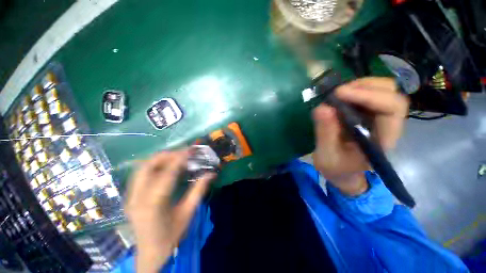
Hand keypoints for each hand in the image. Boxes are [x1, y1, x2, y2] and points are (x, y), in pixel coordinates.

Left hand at [125, 149, 215, 272]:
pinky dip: (153, 166)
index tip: (191, 149)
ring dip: (160, 159)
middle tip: (184, 153)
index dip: (180, 158)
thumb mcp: (188, 213)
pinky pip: (140, 174)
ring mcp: (130, 197)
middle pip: (148, 165)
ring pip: (142, 168)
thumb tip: (211, 173)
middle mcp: (137, 197)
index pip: (167, 173)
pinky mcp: (129, 197)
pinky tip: (165, 168)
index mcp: (153, 203)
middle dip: (168, 155)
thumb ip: (199, 190)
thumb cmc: (172, 235)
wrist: (151, 253)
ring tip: (176, 157)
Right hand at [312, 77, 408, 195]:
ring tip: (336, 94)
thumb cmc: (336, 168)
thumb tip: (322, 107)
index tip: (339, 94)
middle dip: (364, 86)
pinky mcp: (367, 115)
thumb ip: (325, 134)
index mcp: (383, 140)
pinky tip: (338, 98)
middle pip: (392, 93)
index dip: (369, 95)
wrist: (341, 171)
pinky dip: (353, 90)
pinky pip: (367, 94)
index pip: (392, 108)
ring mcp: (378, 118)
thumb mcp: (326, 156)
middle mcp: (387, 125)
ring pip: (382, 90)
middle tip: (337, 93)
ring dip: (359, 86)